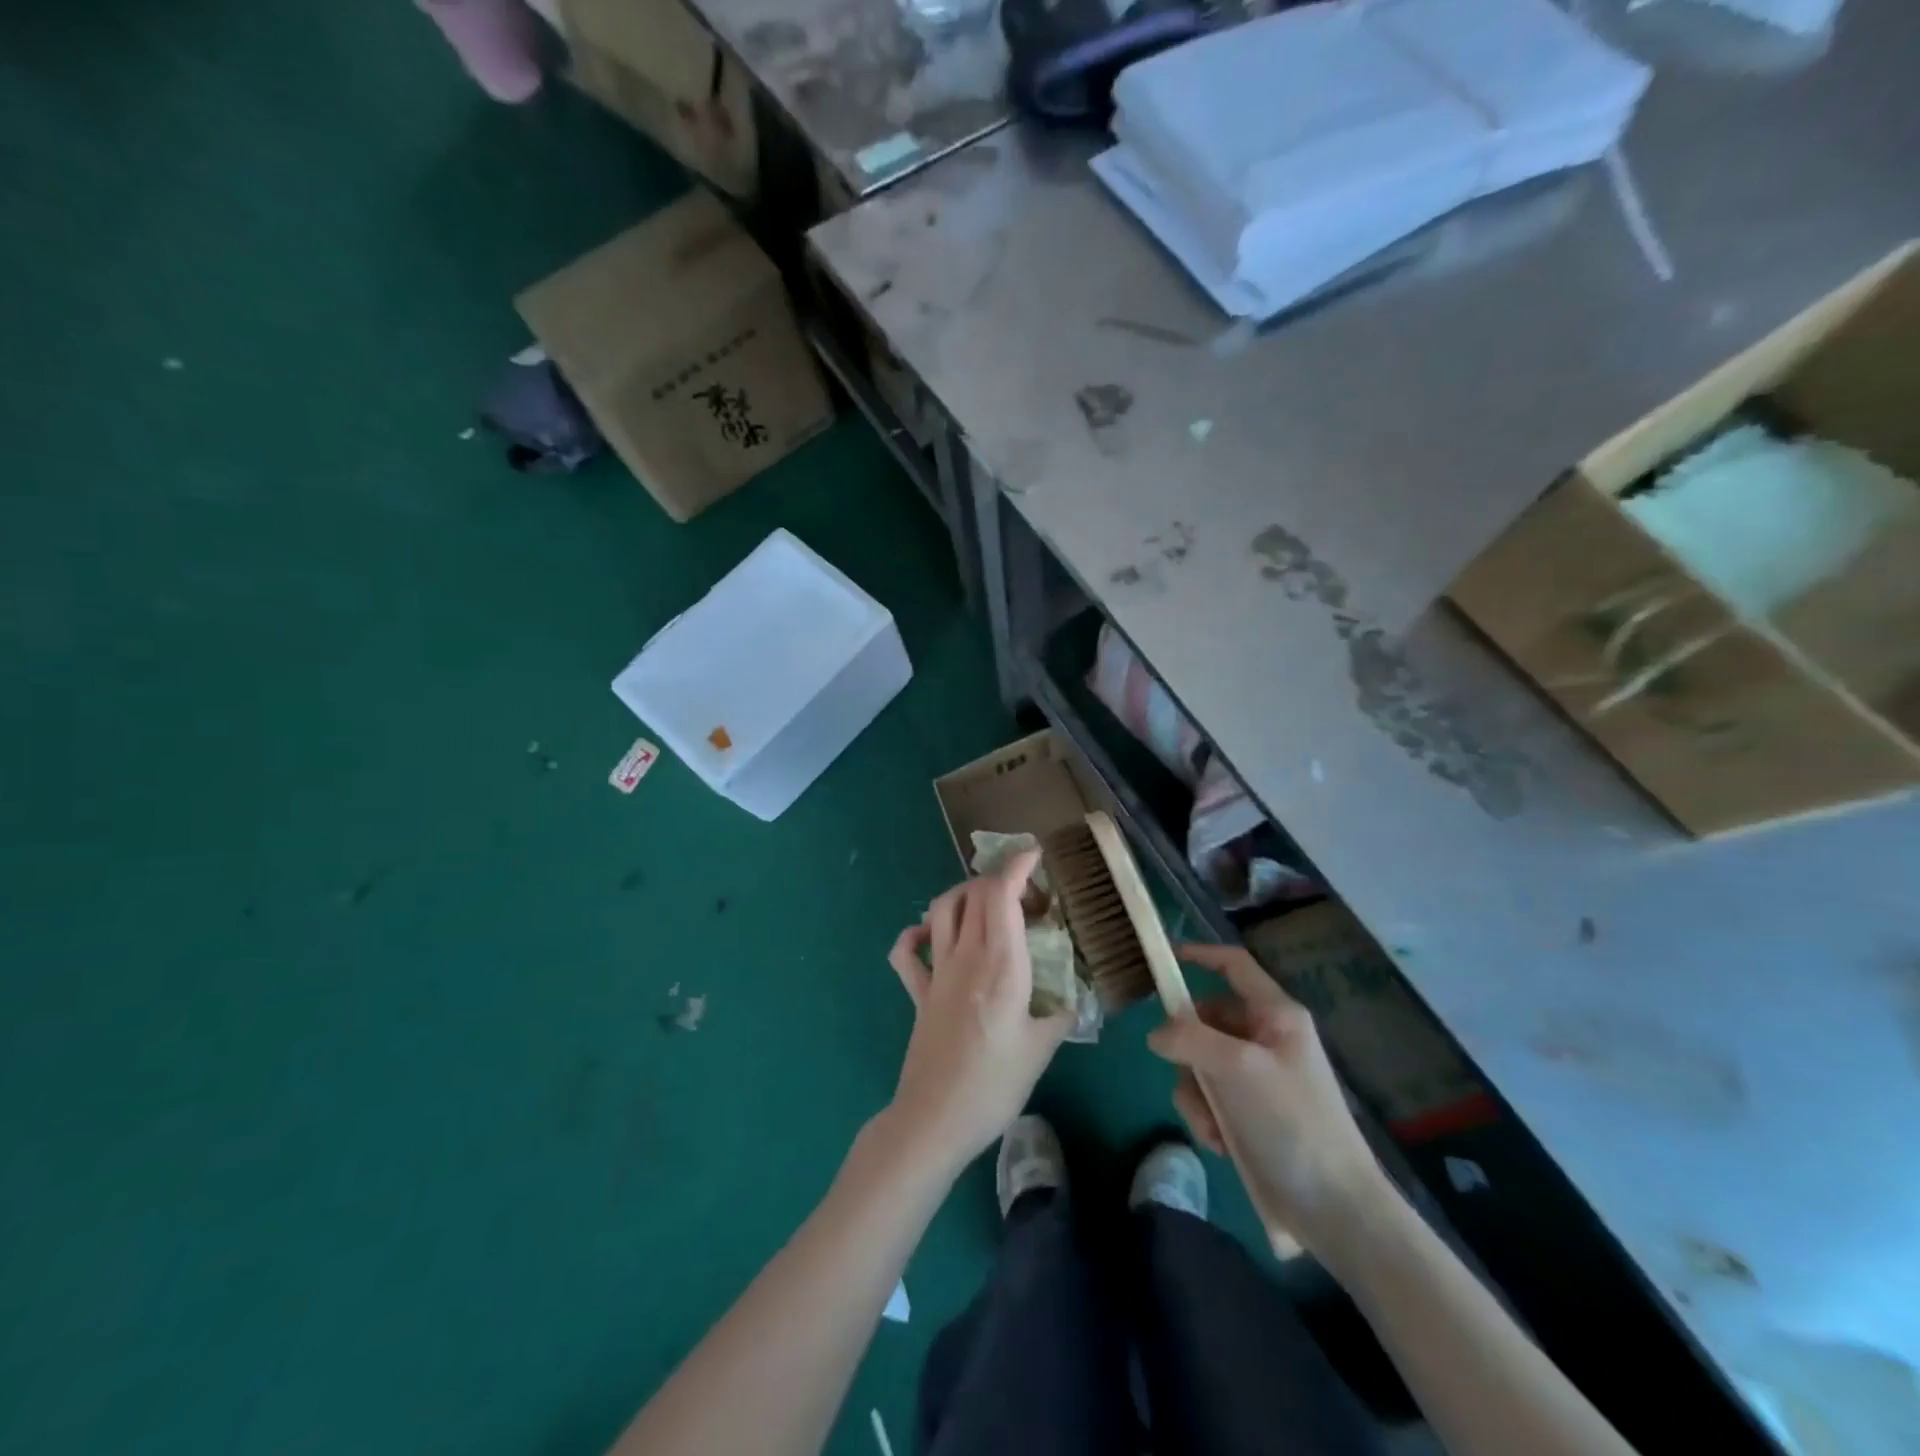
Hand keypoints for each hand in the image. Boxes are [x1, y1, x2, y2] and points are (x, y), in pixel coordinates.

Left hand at [885, 849, 1073, 1173]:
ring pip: (941, 910)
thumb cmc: (995, 1084)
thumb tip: (1074, 996)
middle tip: (1030, 899)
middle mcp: (965, 956)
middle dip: (1002, 880)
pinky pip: (906, 952)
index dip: (1017, 866)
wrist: (935, 1119)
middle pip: (974, 893)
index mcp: (1000, 964)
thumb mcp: (1043, 1049)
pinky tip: (930, 937)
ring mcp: (935, 972)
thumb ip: (1062, 1013)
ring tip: (988, 905)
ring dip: (963, 895)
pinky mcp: (917, 993)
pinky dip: (915, 934)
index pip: (1002, 894)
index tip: (1034, 854)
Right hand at [1149, 942, 1387, 1254]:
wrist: (1337, 1209)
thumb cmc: (1291, 1124)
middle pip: (1208, 1020)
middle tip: (1187, 1076)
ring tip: (1211, 1126)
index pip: (1234, 965)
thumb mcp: (1235, 1070)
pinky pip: (1212, 1098)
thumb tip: (1156, 1034)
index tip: (1164, 959)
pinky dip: (1208, 1118)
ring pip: (1203, 1063)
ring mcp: (1261, 1077)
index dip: (1201, 954)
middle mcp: (1269, 1038)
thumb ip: (1188, 1038)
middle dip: (1189, 1051)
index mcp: (1276, 1015)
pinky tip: (1221, 1144)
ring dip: (1197, 1094)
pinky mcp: (1253, 1113)